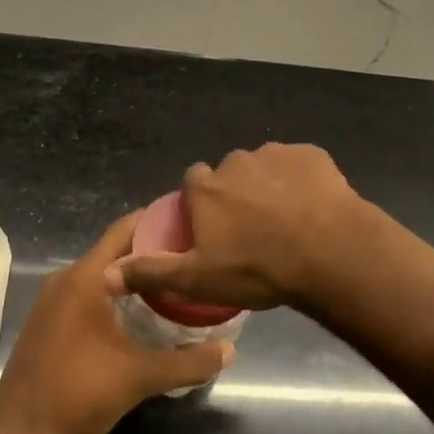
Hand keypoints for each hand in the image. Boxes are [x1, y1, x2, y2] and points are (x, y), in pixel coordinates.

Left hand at [0, 213, 233, 433]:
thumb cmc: (78, 393)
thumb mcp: (139, 377)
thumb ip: (187, 362)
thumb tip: (230, 350)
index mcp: (86, 277)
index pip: (124, 229)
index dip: (156, 221)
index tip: (188, 222)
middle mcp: (66, 278)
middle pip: (114, 250)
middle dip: (150, 251)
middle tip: (188, 257)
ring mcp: (52, 299)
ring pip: (100, 273)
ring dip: (131, 276)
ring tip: (171, 283)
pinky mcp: (48, 320)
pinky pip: (86, 292)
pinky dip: (113, 294)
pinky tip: (137, 314)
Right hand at [104, 143, 374, 313]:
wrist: (328, 251)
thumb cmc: (258, 268)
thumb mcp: (198, 279)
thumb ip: (152, 272)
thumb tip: (105, 276)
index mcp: (207, 187)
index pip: (195, 183)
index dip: (203, 204)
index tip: (215, 229)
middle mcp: (236, 161)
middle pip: (231, 174)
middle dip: (238, 195)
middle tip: (255, 231)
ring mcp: (276, 154)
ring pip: (266, 169)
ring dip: (271, 188)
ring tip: (288, 223)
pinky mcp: (311, 155)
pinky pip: (300, 166)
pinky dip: (303, 182)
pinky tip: (314, 209)